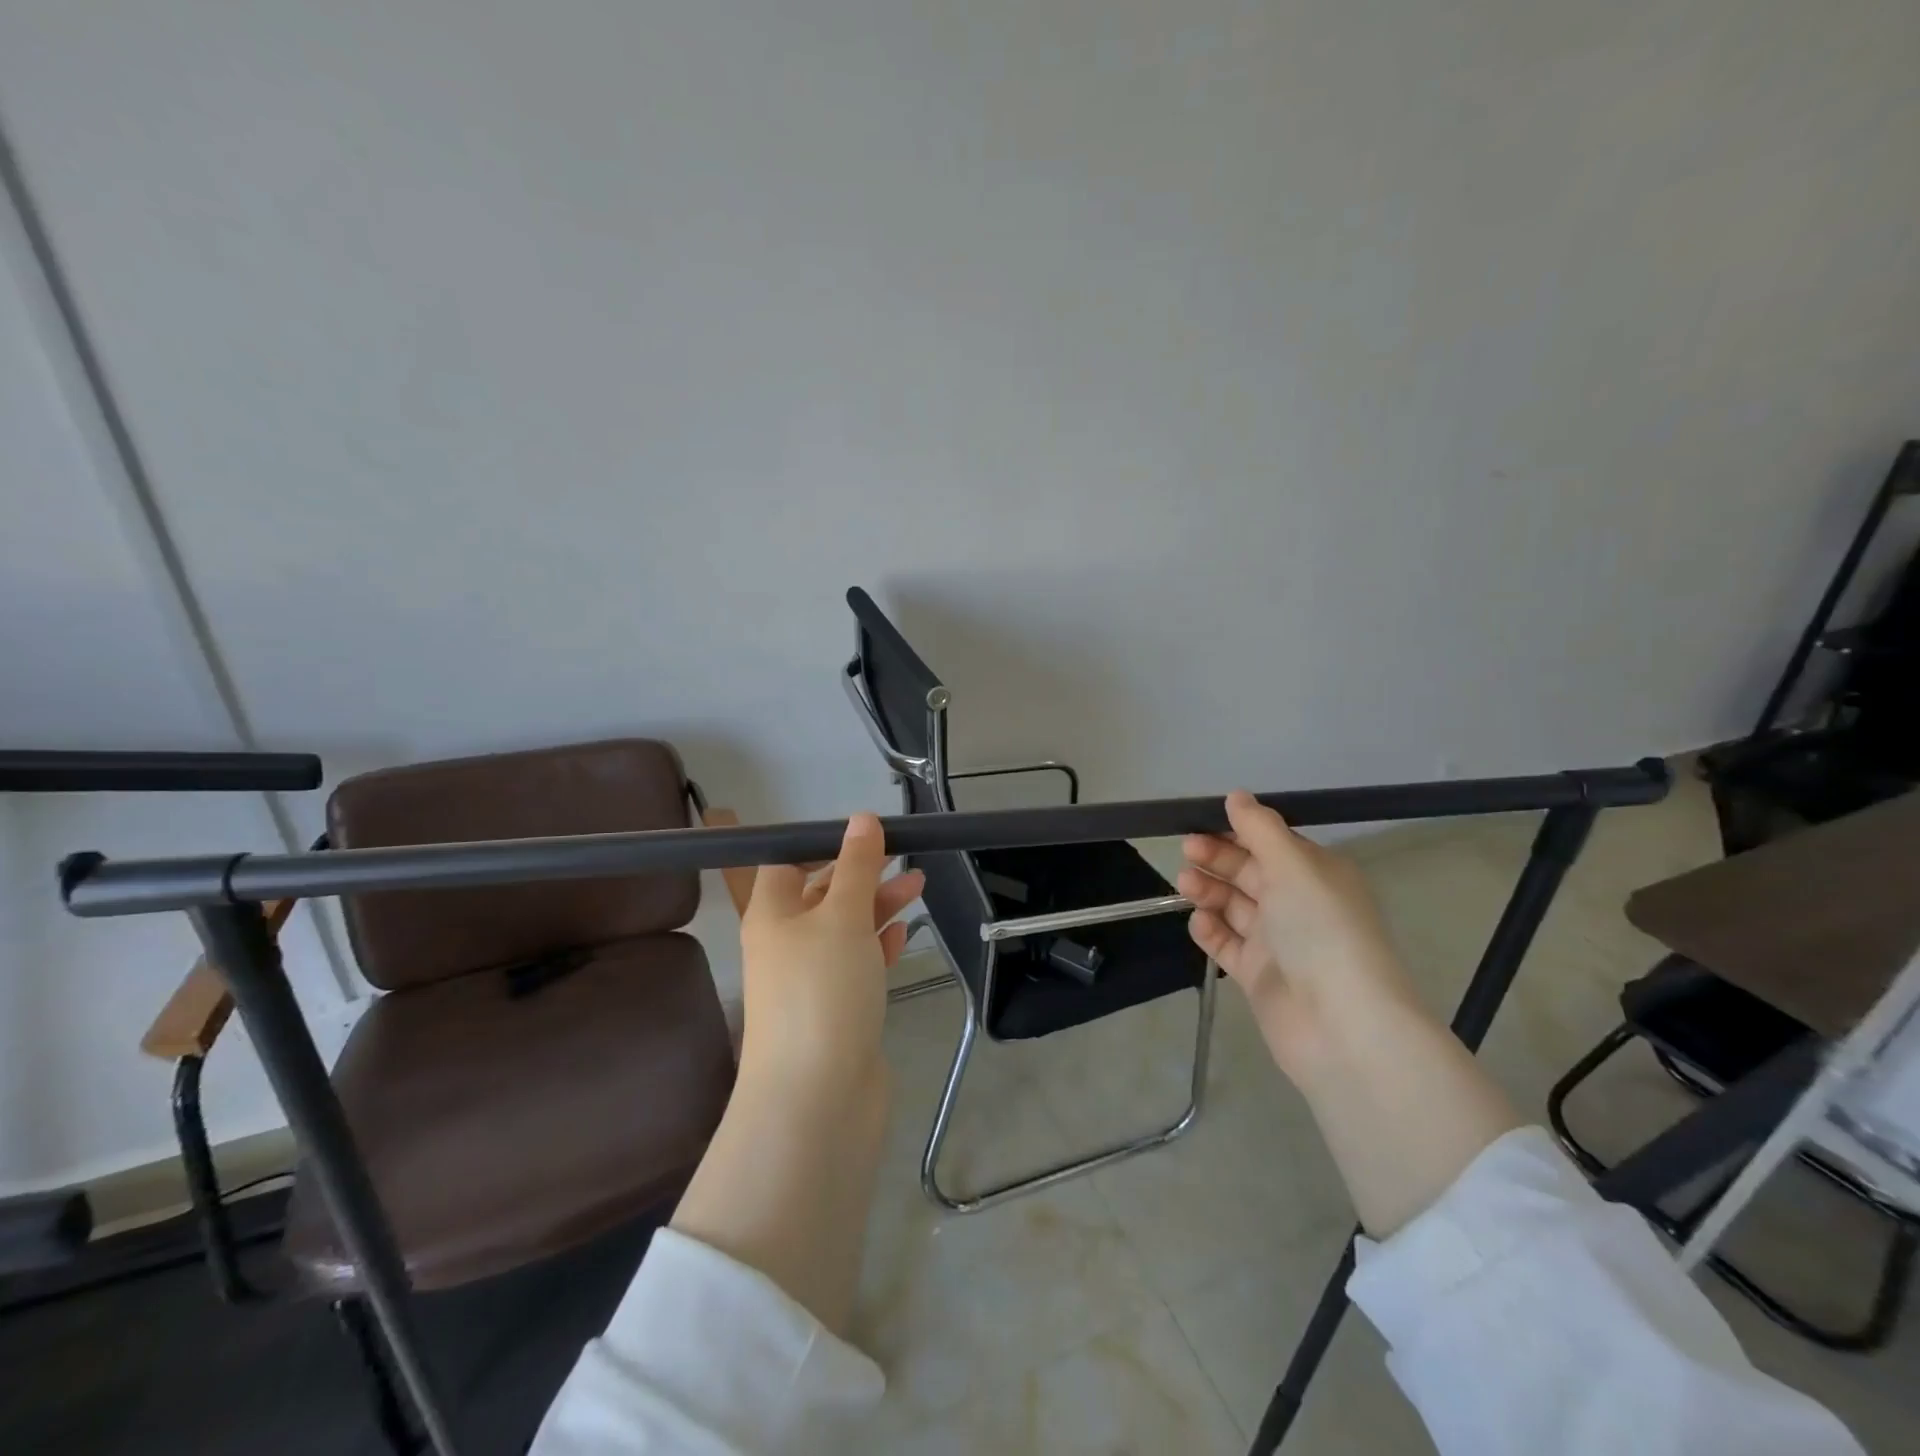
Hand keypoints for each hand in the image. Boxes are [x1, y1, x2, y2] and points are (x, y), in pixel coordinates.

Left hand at [738, 813, 924, 1095]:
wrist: (818, 1099)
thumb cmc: (821, 991)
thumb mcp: (842, 916)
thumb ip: (857, 866)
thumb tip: (861, 819)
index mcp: (770, 914)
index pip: (778, 862)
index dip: (808, 841)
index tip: (841, 825)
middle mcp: (785, 943)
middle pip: (818, 893)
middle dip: (856, 870)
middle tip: (898, 847)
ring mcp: (811, 979)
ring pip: (844, 926)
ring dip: (877, 903)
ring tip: (918, 882)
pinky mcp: (837, 1008)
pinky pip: (857, 962)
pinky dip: (878, 944)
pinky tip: (903, 932)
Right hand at [1178, 790, 1416, 1082]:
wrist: (1340, 1025)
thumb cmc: (1320, 931)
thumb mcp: (1293, 866)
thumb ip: (1260, 829)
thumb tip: (1236, 795)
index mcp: (1317, 875)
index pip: (1272, 843)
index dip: (1238, 831)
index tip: (1202, 821)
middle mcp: (1299, 906)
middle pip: (1250, 872)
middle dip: (1218, 858)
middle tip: (1187, 850)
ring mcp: (1278, 943)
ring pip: (1235, 907)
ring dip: (1209, 891)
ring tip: (1185, 883)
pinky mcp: (1258, 976)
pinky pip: (1227, 945)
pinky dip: (1210, 930)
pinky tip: (1199, 922)